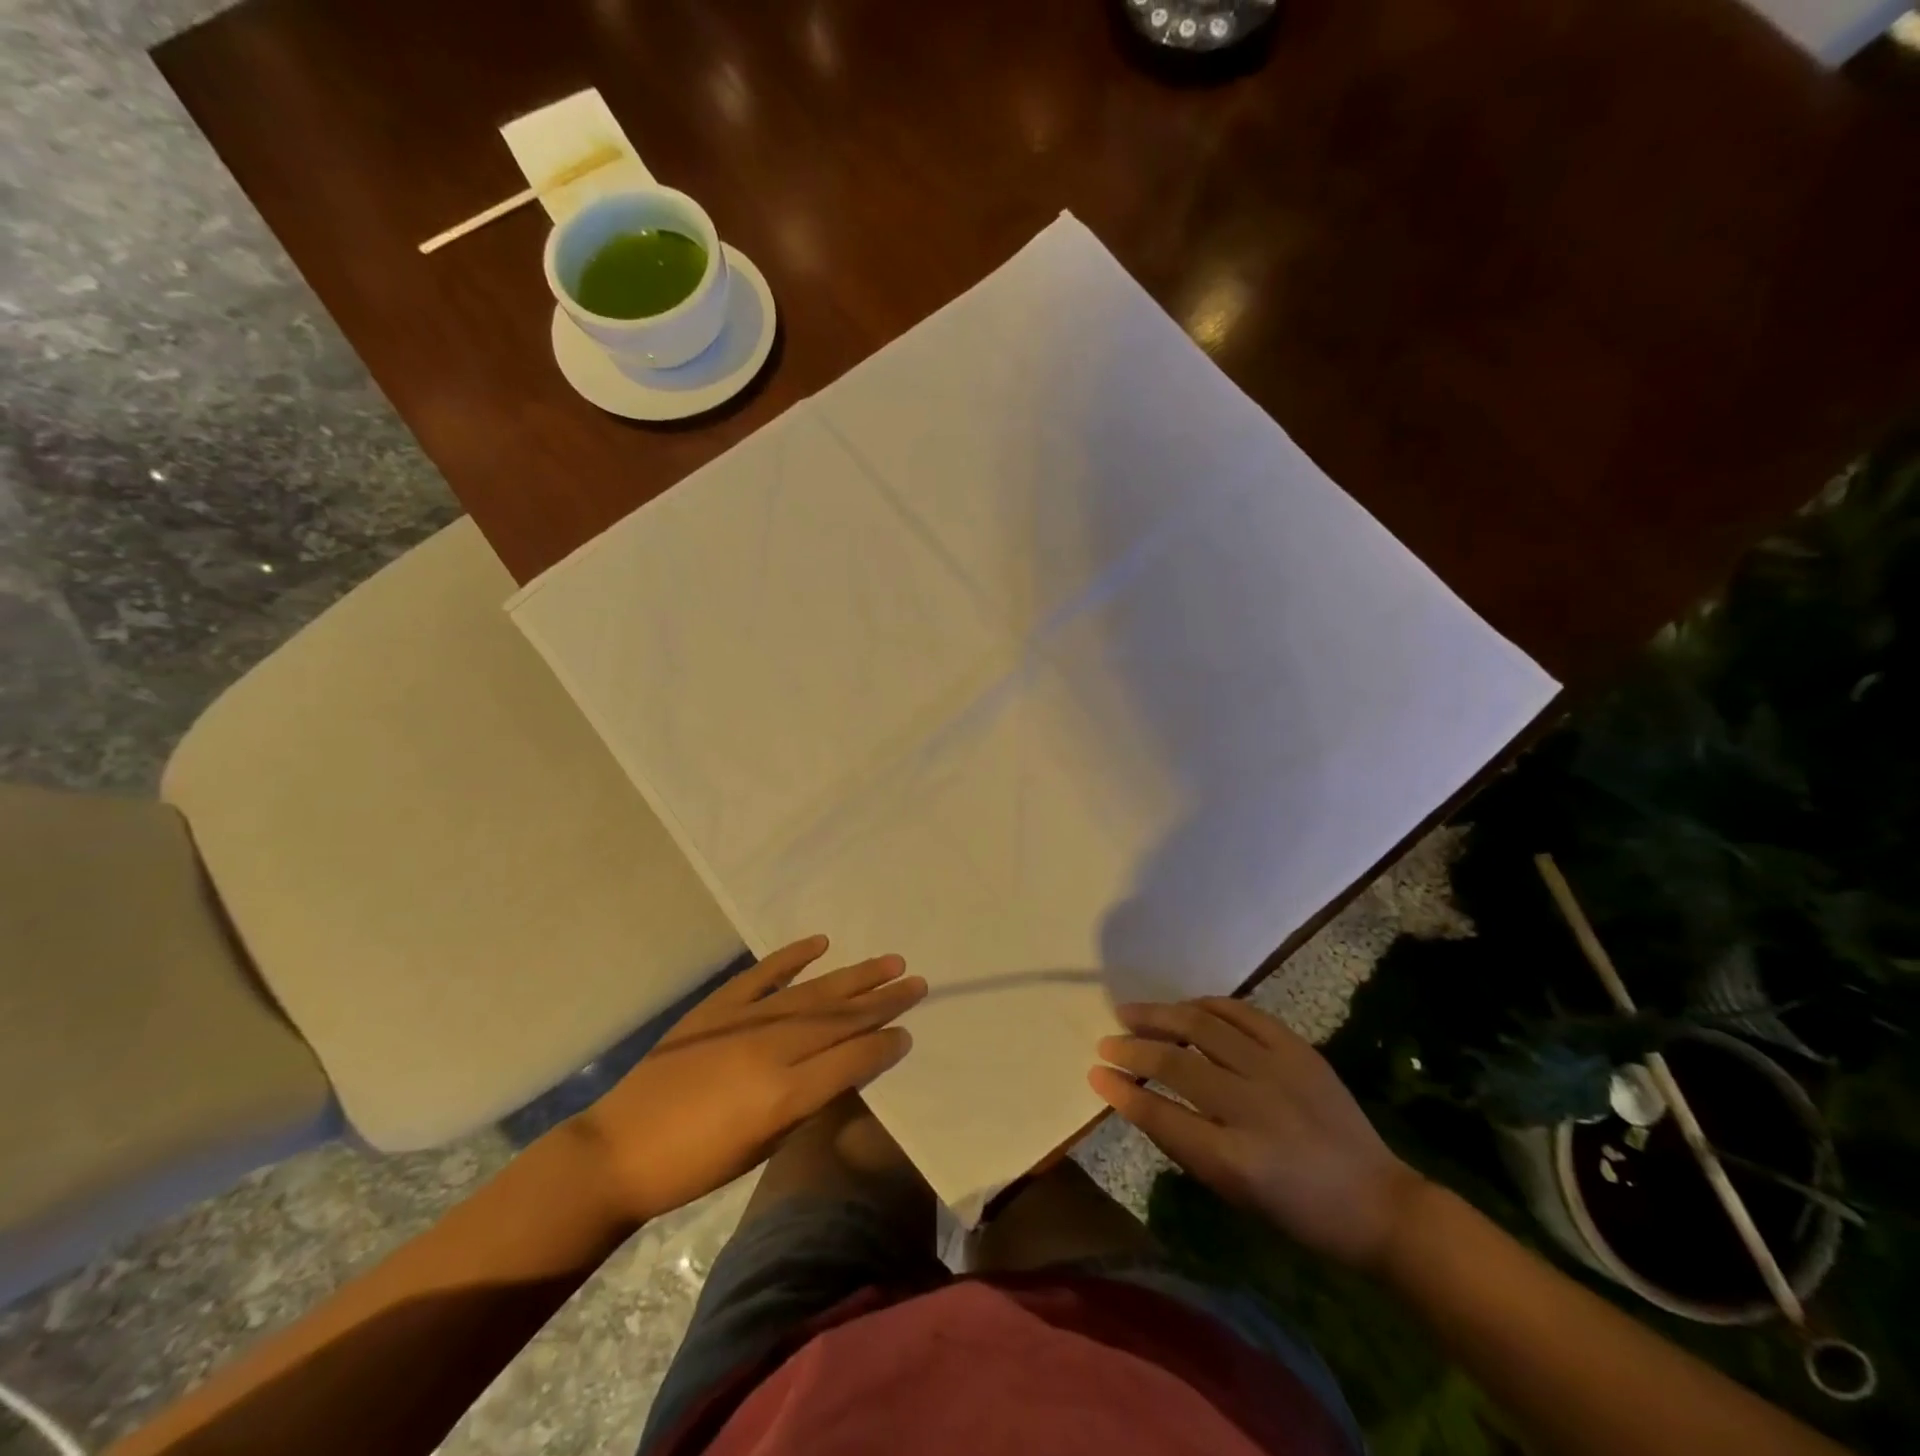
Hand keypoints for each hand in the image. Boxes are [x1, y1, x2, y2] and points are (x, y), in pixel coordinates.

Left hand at [577, 936, 924, 1221]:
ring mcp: (745, 1020)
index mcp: (786, 1093)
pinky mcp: (719, 1005)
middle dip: (883, 1000)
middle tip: (916, 982)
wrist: (621, 1150)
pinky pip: (764, 973)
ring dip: (855, 975)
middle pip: (841, 1018)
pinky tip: (821, 943)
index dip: (884, 1044)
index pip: (853, 1058)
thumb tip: (845, 1068)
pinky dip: (793, 956)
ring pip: (814, 992)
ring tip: (889, 961)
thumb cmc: (697, 1166)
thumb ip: (808, 1102)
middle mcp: (773, 1048)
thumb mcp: (763, 1147)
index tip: (908, 1031)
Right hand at [1090, 997, 1424, 1270]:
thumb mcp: (1234, 1193)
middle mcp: (1254, 1109)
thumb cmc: (1298, 1212)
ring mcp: (1278, 1072)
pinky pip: (1242, 1013)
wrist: (1377, 1202)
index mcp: (1236, 1160)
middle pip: (1177, 1065)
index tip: (1096, 1073)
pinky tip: (1184, 1006)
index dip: (1123, 1092)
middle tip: (1106, 1040)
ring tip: (1131, 1012)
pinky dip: (1207, 1005)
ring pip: (1204, 1027)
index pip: (1162, 1117)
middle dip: (1134, 1048)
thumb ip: (1184, 1144)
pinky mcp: (1298, 1049)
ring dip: (1160, 1016)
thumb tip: (1138, 1099)